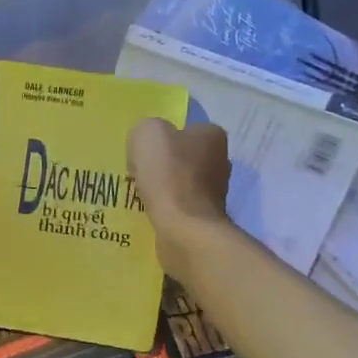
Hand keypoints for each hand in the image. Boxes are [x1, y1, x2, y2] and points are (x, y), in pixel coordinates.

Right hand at [128, 118, 230, 272]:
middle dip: (162, 163)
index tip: (143, 150)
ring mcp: (215, 191)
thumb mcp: (147, 133)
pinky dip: (164, 207)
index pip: (184, 127)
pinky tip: (149, 210)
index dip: (161, 137)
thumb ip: (146, 129)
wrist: (184, 229)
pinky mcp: (205, 216)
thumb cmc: (169, 175)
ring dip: (161, 187)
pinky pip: (178, 205)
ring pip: (180, 181)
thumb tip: (147, 143)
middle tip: (137, 171)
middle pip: (182, 155)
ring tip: (138, 193)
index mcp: (211, 135)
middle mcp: (220, 160)